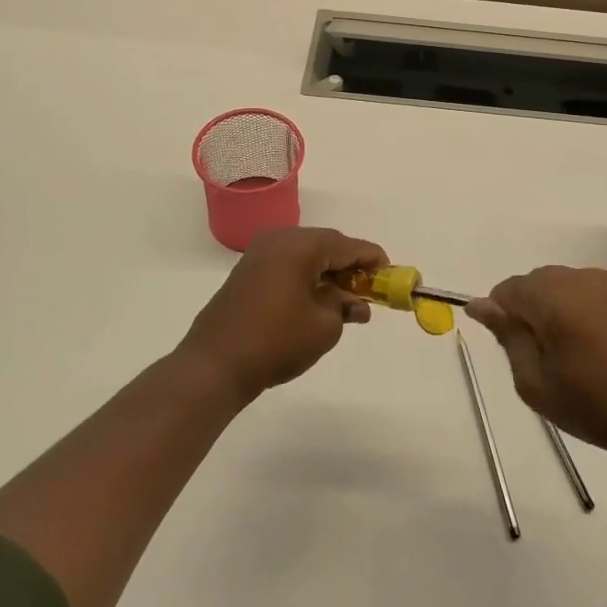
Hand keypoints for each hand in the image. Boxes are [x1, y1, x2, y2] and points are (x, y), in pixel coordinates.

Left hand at [180, 227, 386, 403]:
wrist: (215, 365)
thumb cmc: (276, 341)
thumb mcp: (324, 326)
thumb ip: (345, 307)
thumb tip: (354, 302)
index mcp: (300, 245)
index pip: (348, 245)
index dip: (373, 260)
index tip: (392, 276)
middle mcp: (279, 240)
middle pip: (327, 246)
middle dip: (351, 268)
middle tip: (370, 292)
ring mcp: (259, 255)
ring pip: (306, 257)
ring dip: (329, 276)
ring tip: (347, 304)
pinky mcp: (247, 273)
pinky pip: (288, 267)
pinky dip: (307, 280)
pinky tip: (318, 304)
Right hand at [466, 266, 606, 463]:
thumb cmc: (595, 408)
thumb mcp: (535, 383)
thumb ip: (507, 336)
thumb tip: (480, 304)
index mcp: (554, 299)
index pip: (509, 289)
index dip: (503, 315)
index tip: (514, 347)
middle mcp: (582, 278)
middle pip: (538, 282)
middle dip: (532, 309)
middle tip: (545, 355)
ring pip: (566, 283)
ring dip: (559, 306)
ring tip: (577, 349)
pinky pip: (594, 288)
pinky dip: (587, 306)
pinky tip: (601, 340)